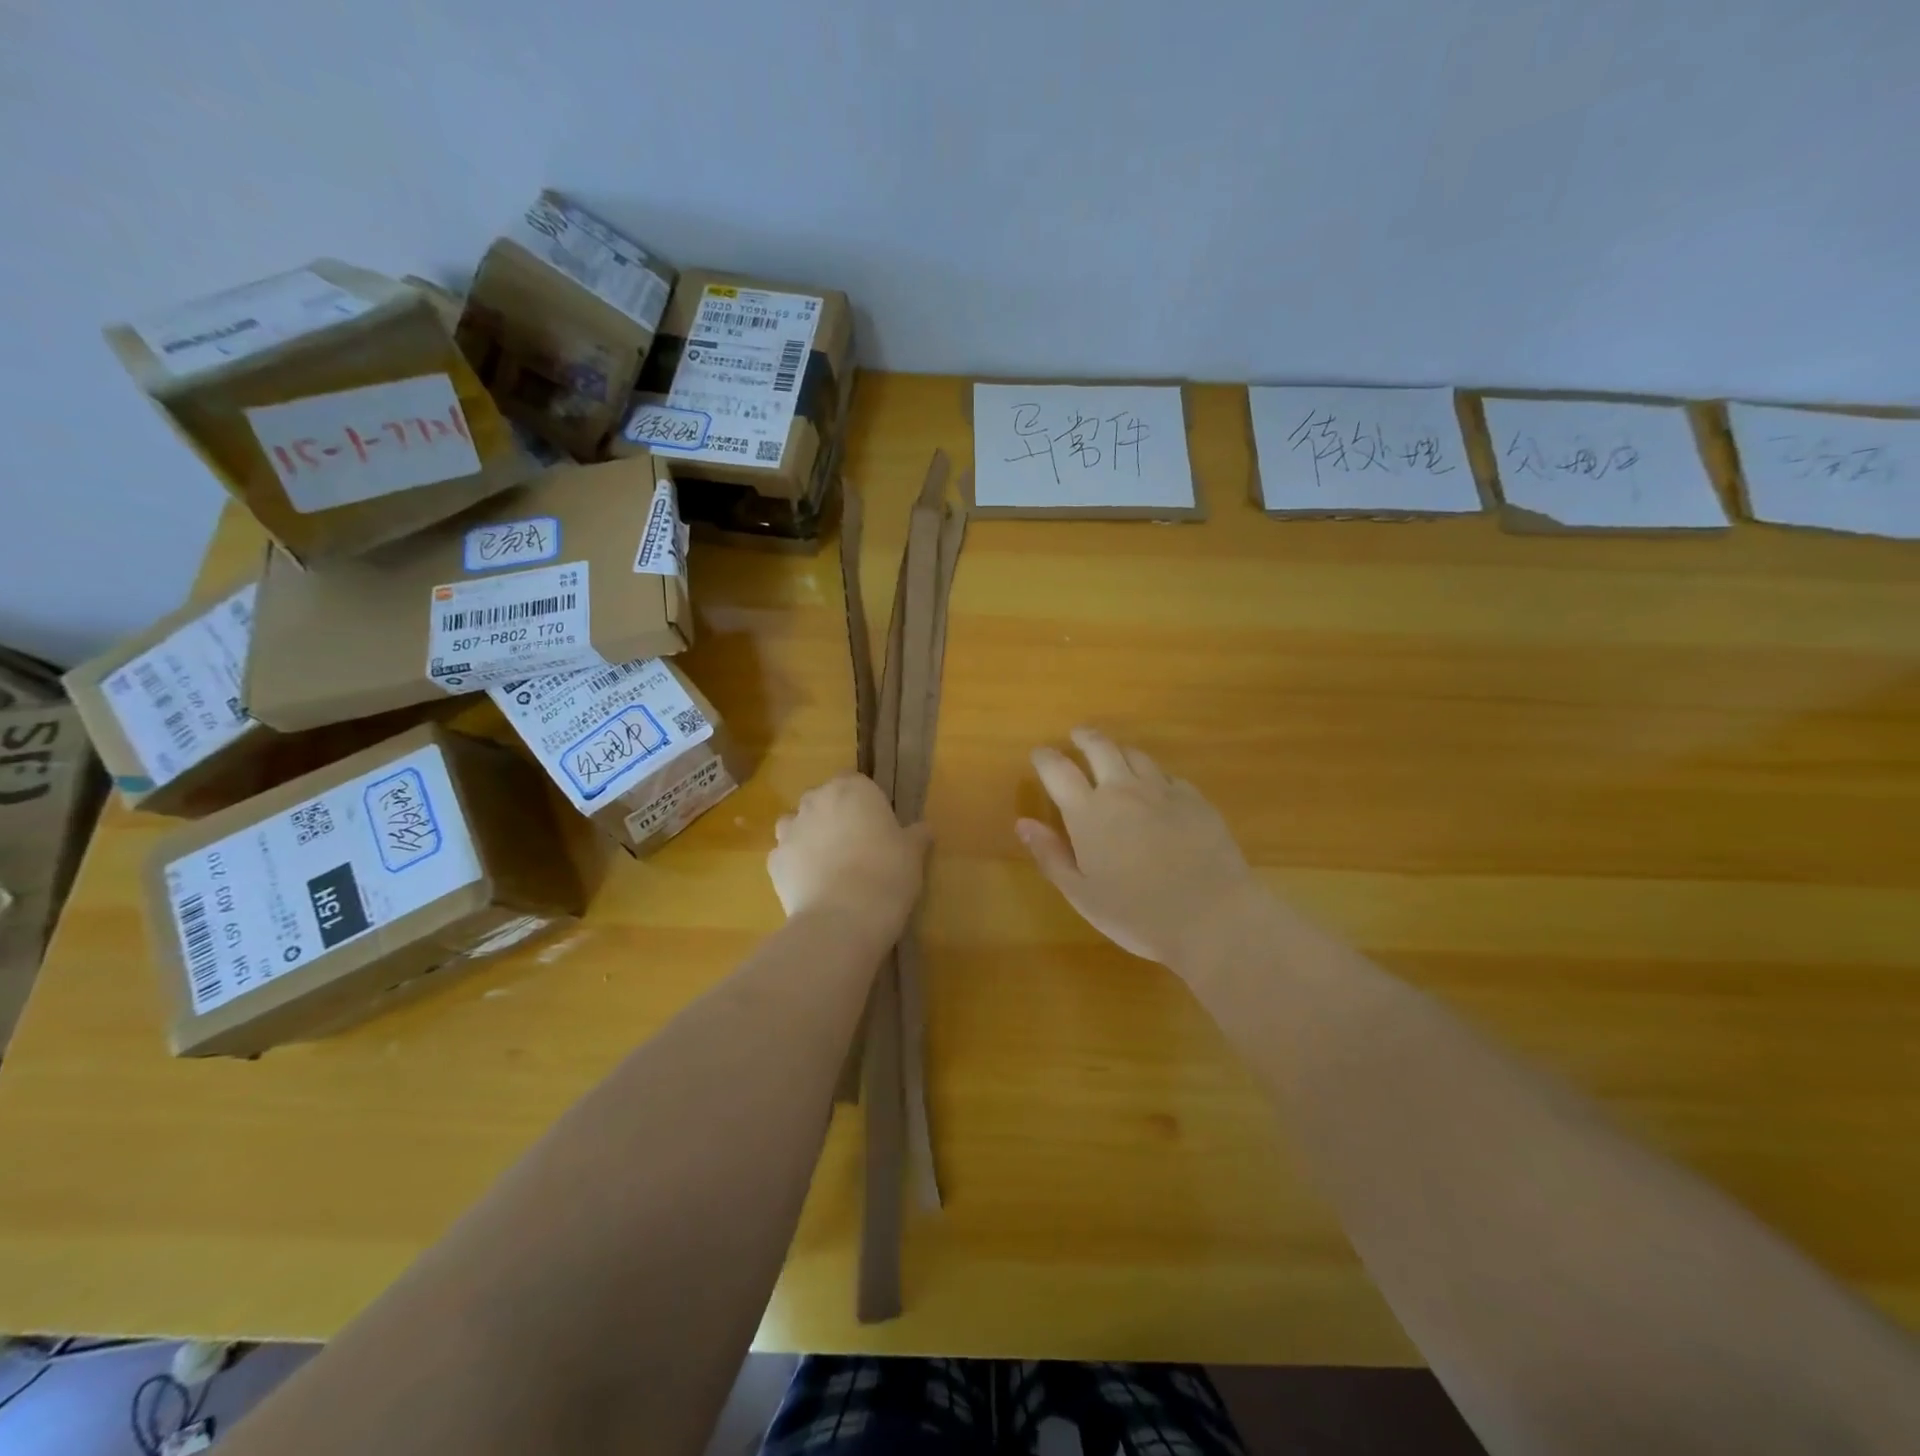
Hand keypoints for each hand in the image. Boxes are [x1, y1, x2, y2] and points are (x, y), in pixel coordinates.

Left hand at [768, 773, 931, 943]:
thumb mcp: (913, 853)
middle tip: (856, 845)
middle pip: (823, 799)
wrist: (843, 918)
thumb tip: (924, 828)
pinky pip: (786, 855)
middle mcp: (816, 800)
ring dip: (810, 836)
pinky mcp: (773, 860)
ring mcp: (790, 829)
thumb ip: (916, 835)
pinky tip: (812, 885)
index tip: (877, 825)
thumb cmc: (887, 874)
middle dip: (835, 816)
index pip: (856, 781)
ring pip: (797, 824)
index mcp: (853, 788)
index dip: (865, 802)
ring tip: (829, 864)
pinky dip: (795, 865)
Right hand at [1019, 727, 1264, 969]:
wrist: (1213, 918)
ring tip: (1114, 756)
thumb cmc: (1137, 915)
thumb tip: (1023, 823)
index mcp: (1088, 812)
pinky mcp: (1195, 799)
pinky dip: (1154, 775)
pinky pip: (1168, 775)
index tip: (1039, 754)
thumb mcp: (1082, 894)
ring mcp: (1163, 791)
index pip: (1058, 770)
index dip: (1045, 758)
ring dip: (1119, 751)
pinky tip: (1156, 787)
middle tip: (1076, 735)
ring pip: (1136, 755)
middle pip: (1099, 746)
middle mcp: (1123, 790)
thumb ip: (1050, 855)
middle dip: (1084, 737)